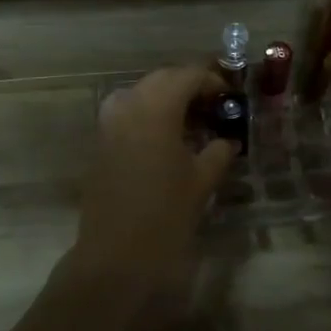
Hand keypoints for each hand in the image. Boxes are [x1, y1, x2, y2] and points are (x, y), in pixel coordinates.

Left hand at [68, 67, 235, 312]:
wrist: (114, 254)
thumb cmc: (164, 215)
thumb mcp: (202, 181)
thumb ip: (218, 152)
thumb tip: (228, 139)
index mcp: (156, 108)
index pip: (187, 76)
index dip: (211, 80)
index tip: (230, 96)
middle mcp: (128, 105)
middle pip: (162, 78)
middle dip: (189, 85)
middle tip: (214, 105)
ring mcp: (109, 122)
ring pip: (141, 92)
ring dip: (166, 97)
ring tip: (191, 120)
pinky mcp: (100, 140)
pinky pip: (127, 111)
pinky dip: (148, 112)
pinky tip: (166, 137)